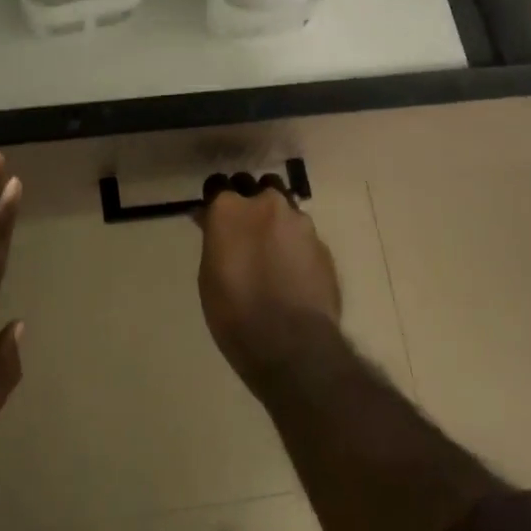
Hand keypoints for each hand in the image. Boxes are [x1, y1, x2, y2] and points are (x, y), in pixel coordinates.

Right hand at [196, 180, 341, 392]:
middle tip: (245, 231)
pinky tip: (293, 270)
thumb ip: (214, 239)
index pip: (218, 185)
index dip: (216, 200)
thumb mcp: (208, 277)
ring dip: (275, 220)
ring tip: (272, 250)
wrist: (293, 345)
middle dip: (249, 201)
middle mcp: (266, 203)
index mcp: (230, 208)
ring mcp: (299, 220)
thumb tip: (210, 221)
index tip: (214, 217)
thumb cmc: (235, 314)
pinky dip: (295, 244)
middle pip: (255, 187)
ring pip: (283, 206)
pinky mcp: (322, 242)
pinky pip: (302, 233)